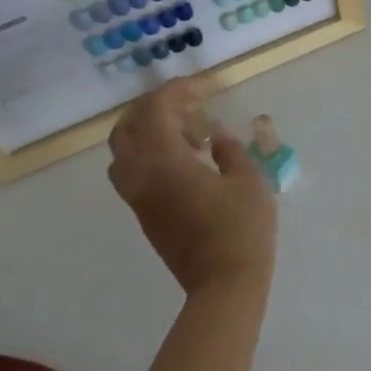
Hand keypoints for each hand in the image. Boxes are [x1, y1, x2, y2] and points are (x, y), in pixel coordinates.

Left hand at [109, 78, 275, 295]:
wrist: (223, 284)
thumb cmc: (241, 228)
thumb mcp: (248, 180)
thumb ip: (229, 150)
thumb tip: (217, 138)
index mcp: (164, 161)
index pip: (156, 110)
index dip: (179, 90)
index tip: (207, 86)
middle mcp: (140, 175)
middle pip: (126, 128)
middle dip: (154, 108)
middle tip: (188, 105)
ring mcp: (137, 198)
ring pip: (123, 152)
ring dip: (146, 133)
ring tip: (185, 134)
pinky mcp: (144, 216)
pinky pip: (132, 173)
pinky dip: (149, 155)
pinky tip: (185, 161)